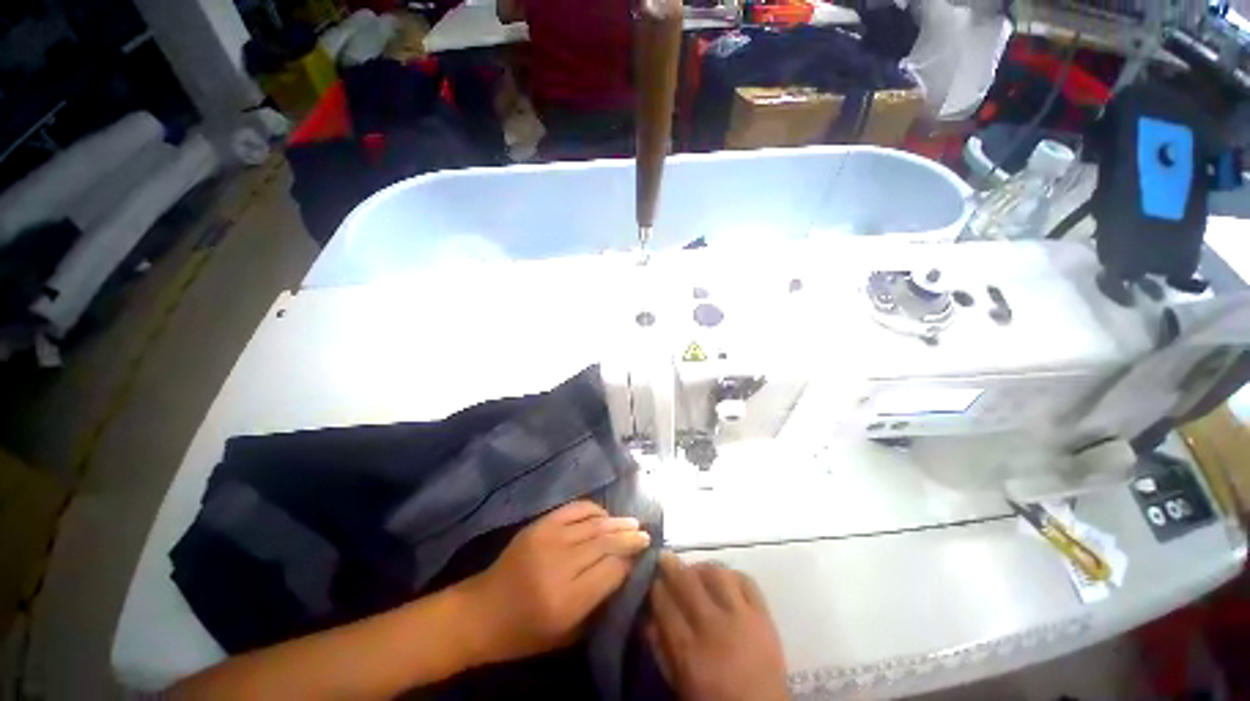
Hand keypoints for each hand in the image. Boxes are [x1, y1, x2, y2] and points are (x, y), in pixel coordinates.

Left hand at [459, 501, 650, 664]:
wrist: (481, 612)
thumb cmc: (525, 633)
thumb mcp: (566, 634)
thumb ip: (598, 604)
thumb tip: (625, 572)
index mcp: (567, 601)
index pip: (612, 570)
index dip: (630, 560)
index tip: (644, 555)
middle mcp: (560, 565)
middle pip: (605, 543)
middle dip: (629, 537)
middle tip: (645, 533)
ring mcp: (548, 540)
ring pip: (593, 524)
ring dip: (616, 521)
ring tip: (632, 522)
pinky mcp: (539, 525)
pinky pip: (574, 509)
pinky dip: (593, 509)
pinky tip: (604, 514)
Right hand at [648, 553, 788, 700]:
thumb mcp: (679, 682)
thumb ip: (661, 650)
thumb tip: (647, 619)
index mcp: (689, 651)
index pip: (665, 604)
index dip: (655, 586)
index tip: (651, 578)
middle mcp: (714, 627)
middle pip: (687, 582)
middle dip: (671, 566)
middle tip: (664, 558)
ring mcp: (742, 618)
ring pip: (717, 574)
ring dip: (702, 568)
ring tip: (695, 571)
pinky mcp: (764, 616)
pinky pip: (747, 581)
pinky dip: (732, 575)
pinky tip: (724, 579)